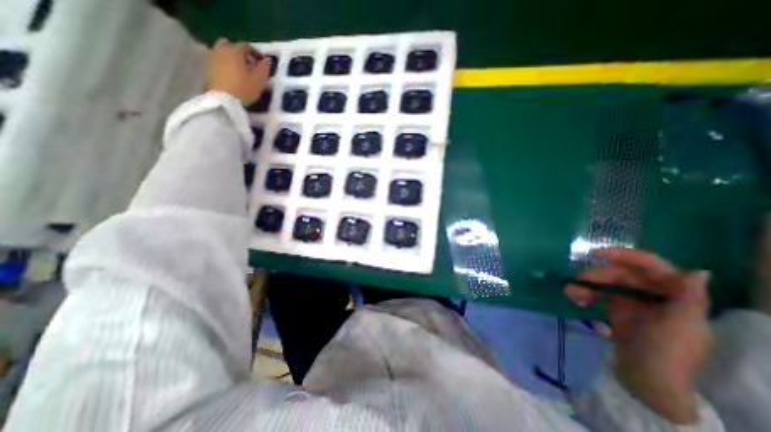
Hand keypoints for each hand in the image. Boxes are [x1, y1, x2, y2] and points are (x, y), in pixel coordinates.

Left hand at [208, 39, 269, 105]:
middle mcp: (221, 49)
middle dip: (241, 53)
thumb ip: (263, 68)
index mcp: (235, 50)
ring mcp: (212, 57)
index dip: (256, 53)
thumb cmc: (244, 89)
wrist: (224, 101)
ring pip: (222, 51)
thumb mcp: (259, 80)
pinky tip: (230, 73)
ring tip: (239, 69)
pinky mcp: (207, 67)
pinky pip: (217, 59)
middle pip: (231, 45)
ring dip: (231, 57)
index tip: (261, 62)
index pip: (247, 46)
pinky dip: (224, 63)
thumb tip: (266, 59)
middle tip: (249, 64)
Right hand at [565, 248, 713, 422]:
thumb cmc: (667, 352)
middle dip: (596, 276)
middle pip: (620, 274)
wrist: (646, 380)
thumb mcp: (681, 327)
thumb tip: (699, 272)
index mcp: (675, 296)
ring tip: (570, 294)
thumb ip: (690, 299)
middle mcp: (653, 295)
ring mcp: (634, 302)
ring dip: (586, 286)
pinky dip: (586, 295)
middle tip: (576, 283)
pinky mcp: (618, 309)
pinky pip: (599, 295)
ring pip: (606, 283)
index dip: (626, 256)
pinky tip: (576, 300)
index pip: (653, 266)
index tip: (597, 254)